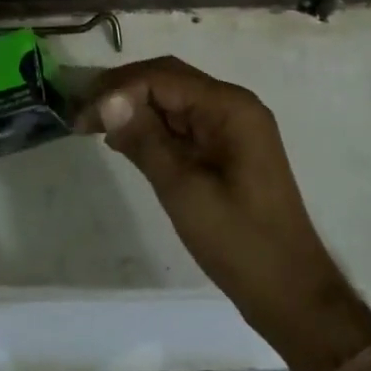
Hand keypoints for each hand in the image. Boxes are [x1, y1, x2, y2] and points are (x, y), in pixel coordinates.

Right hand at [80, 57, 366, 357]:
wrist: (290, 292)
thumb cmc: (239, 242)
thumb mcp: (184, 190)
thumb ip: (145, 140)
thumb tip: (107, 100)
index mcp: (230, 107)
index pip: (163, 77)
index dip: (117, 89)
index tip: (80, 117)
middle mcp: (233, 106)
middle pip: (169, 80)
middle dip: (123, 91)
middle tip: (81, 115)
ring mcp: (233, 127)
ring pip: (174, 100)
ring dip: (135, 108)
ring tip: (94, 126)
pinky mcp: (227, 149)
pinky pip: (184, 125)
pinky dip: (153, 128)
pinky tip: (124, 141)